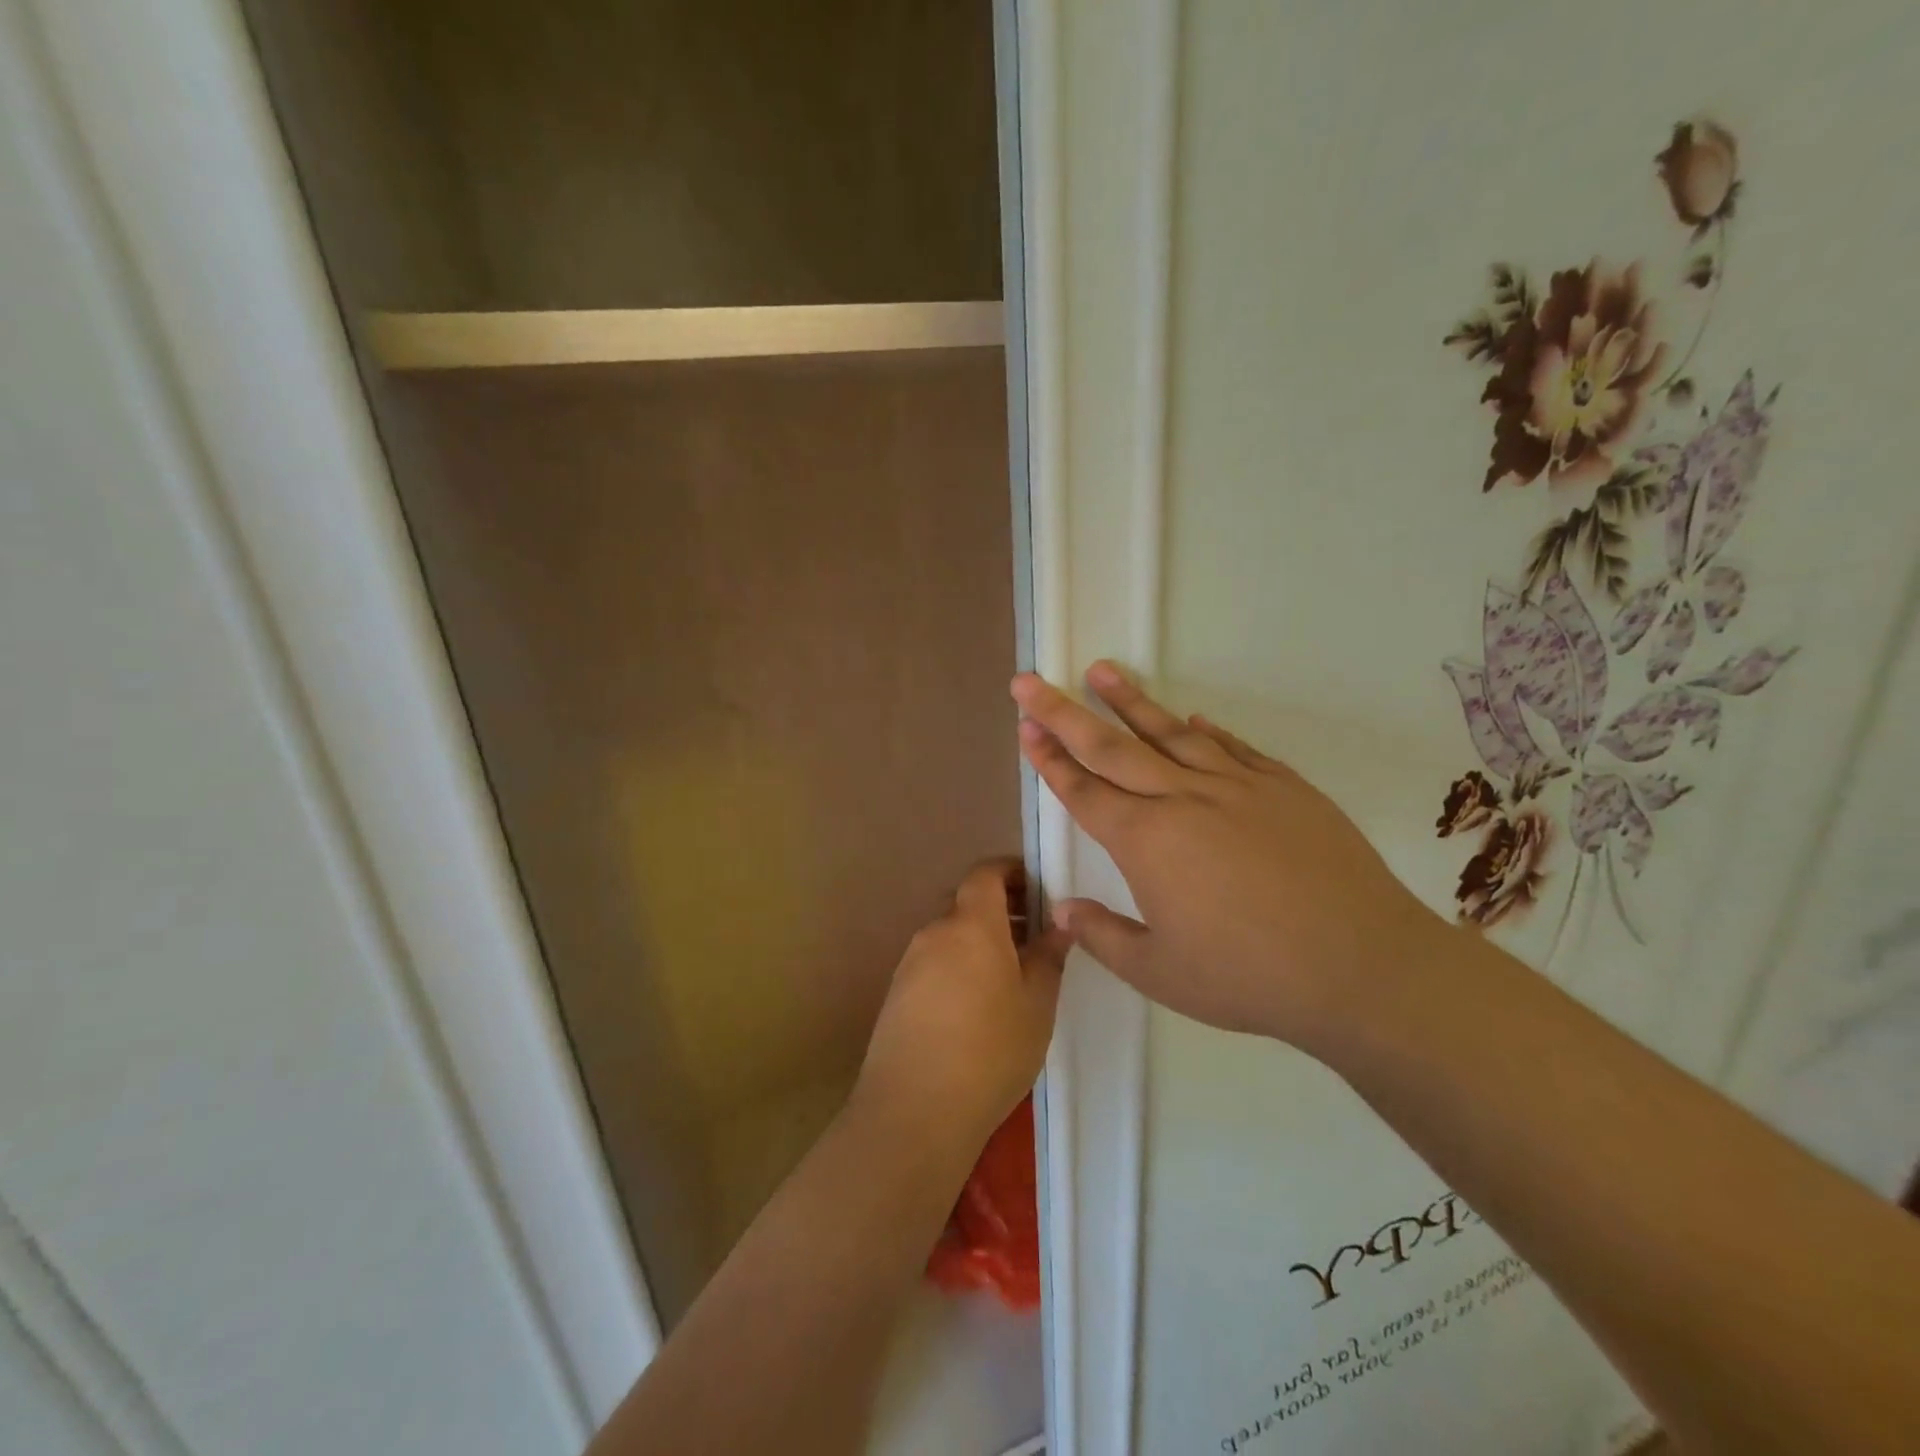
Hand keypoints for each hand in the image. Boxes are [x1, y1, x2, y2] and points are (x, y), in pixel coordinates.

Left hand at [855, 859, 1070, 1147]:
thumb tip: (1061, 923)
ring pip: (950, 934)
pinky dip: (958, 965)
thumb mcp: (1037, 1003)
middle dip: (1000, 909)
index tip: (1038, 889)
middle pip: (967, 903)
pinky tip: (976, 1005)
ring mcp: (910, 962)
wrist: (915, 1109)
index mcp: (972, 923)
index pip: (986, 872)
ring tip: (1010, 976)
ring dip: (979, 940)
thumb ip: (1049, 955)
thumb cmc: (991, 1048)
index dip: (1012, 871)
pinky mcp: (896, 993)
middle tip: (1033, 937)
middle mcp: (935, 931)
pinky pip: (934, 962)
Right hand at [1012, 664, 1446, 1047]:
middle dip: (1063, 712)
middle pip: (1110, 747)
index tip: (1025, 725)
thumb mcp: (1161, 972)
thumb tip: (1063, 909)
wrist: (1362, 964)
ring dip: (1130, 700)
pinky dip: (1205, 730)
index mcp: (1145, 842)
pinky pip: (1232, 747)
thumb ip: (1104, 936)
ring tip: (1101, 670)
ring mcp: (1236, 786)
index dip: (1049, 758)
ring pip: (1169, 732)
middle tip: (1030, 681)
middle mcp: (1182, 800)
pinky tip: (1191, 718)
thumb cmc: (1249, 976)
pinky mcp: (1283, 786)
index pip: (1083, 790)